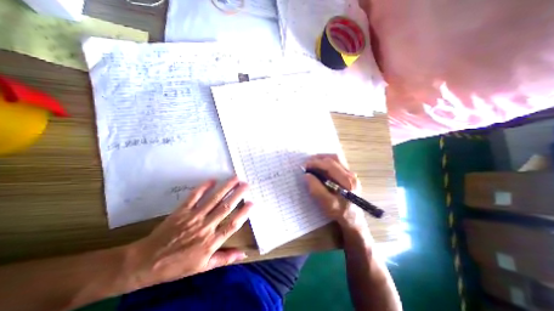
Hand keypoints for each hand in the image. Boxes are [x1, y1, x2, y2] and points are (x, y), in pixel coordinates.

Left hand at [123, 176, 251, 290]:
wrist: (146, 263)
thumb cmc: (177, 266)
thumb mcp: (203, 267)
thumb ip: (224, 258)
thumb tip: (243, 254)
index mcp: (211, 242)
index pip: (232, 225)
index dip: (243, 213)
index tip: (252, 202)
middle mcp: (204, 227)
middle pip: (225, 208)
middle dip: (237, 195)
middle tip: (246, 184)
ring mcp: (193, 218)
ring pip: (213, 200)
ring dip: (225, 188)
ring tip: (235, 178)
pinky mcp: (181, 211)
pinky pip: (194, 197)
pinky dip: (203, 187)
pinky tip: (212, 180)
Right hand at [305, 155, 366, 229]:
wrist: (353, 219)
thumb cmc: (340, 212)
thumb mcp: (327, 204)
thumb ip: (316, 189)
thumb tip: (307, 175)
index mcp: (347, 180)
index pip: (330, 165)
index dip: (316, 163)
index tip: (305, 166)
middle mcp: (350, 174)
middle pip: (334, 158)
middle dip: (319, 158)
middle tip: (307, 162)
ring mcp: (350, 174)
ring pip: (335, 159)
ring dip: (322, 159)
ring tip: (312, 163)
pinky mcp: (347, 176)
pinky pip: (335, 164)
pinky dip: (325, 163)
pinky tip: (319, 168)